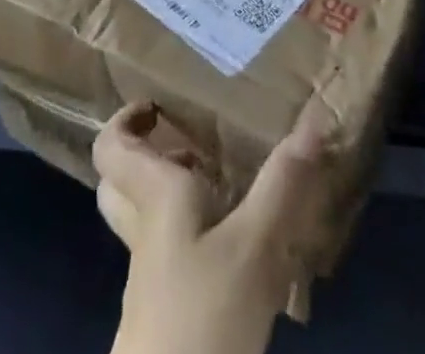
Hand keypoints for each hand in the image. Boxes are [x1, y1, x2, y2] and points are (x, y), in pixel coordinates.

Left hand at [95, 100, 328, 353]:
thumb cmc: (203, 317)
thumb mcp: (254, 247)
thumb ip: (281, 185)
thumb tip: (313, 119)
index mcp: (153, 197)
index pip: (111, 147)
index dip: (124, 120)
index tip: (157, 108)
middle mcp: (144, 229)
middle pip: (122, 184)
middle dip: (149, 159)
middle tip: (192, 148)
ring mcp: (150, 277)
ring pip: (147, 221)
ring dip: (175, 200)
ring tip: (226, 190)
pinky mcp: (166, 314)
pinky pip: (169, 259)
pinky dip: (194, 243)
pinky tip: (236, 254)